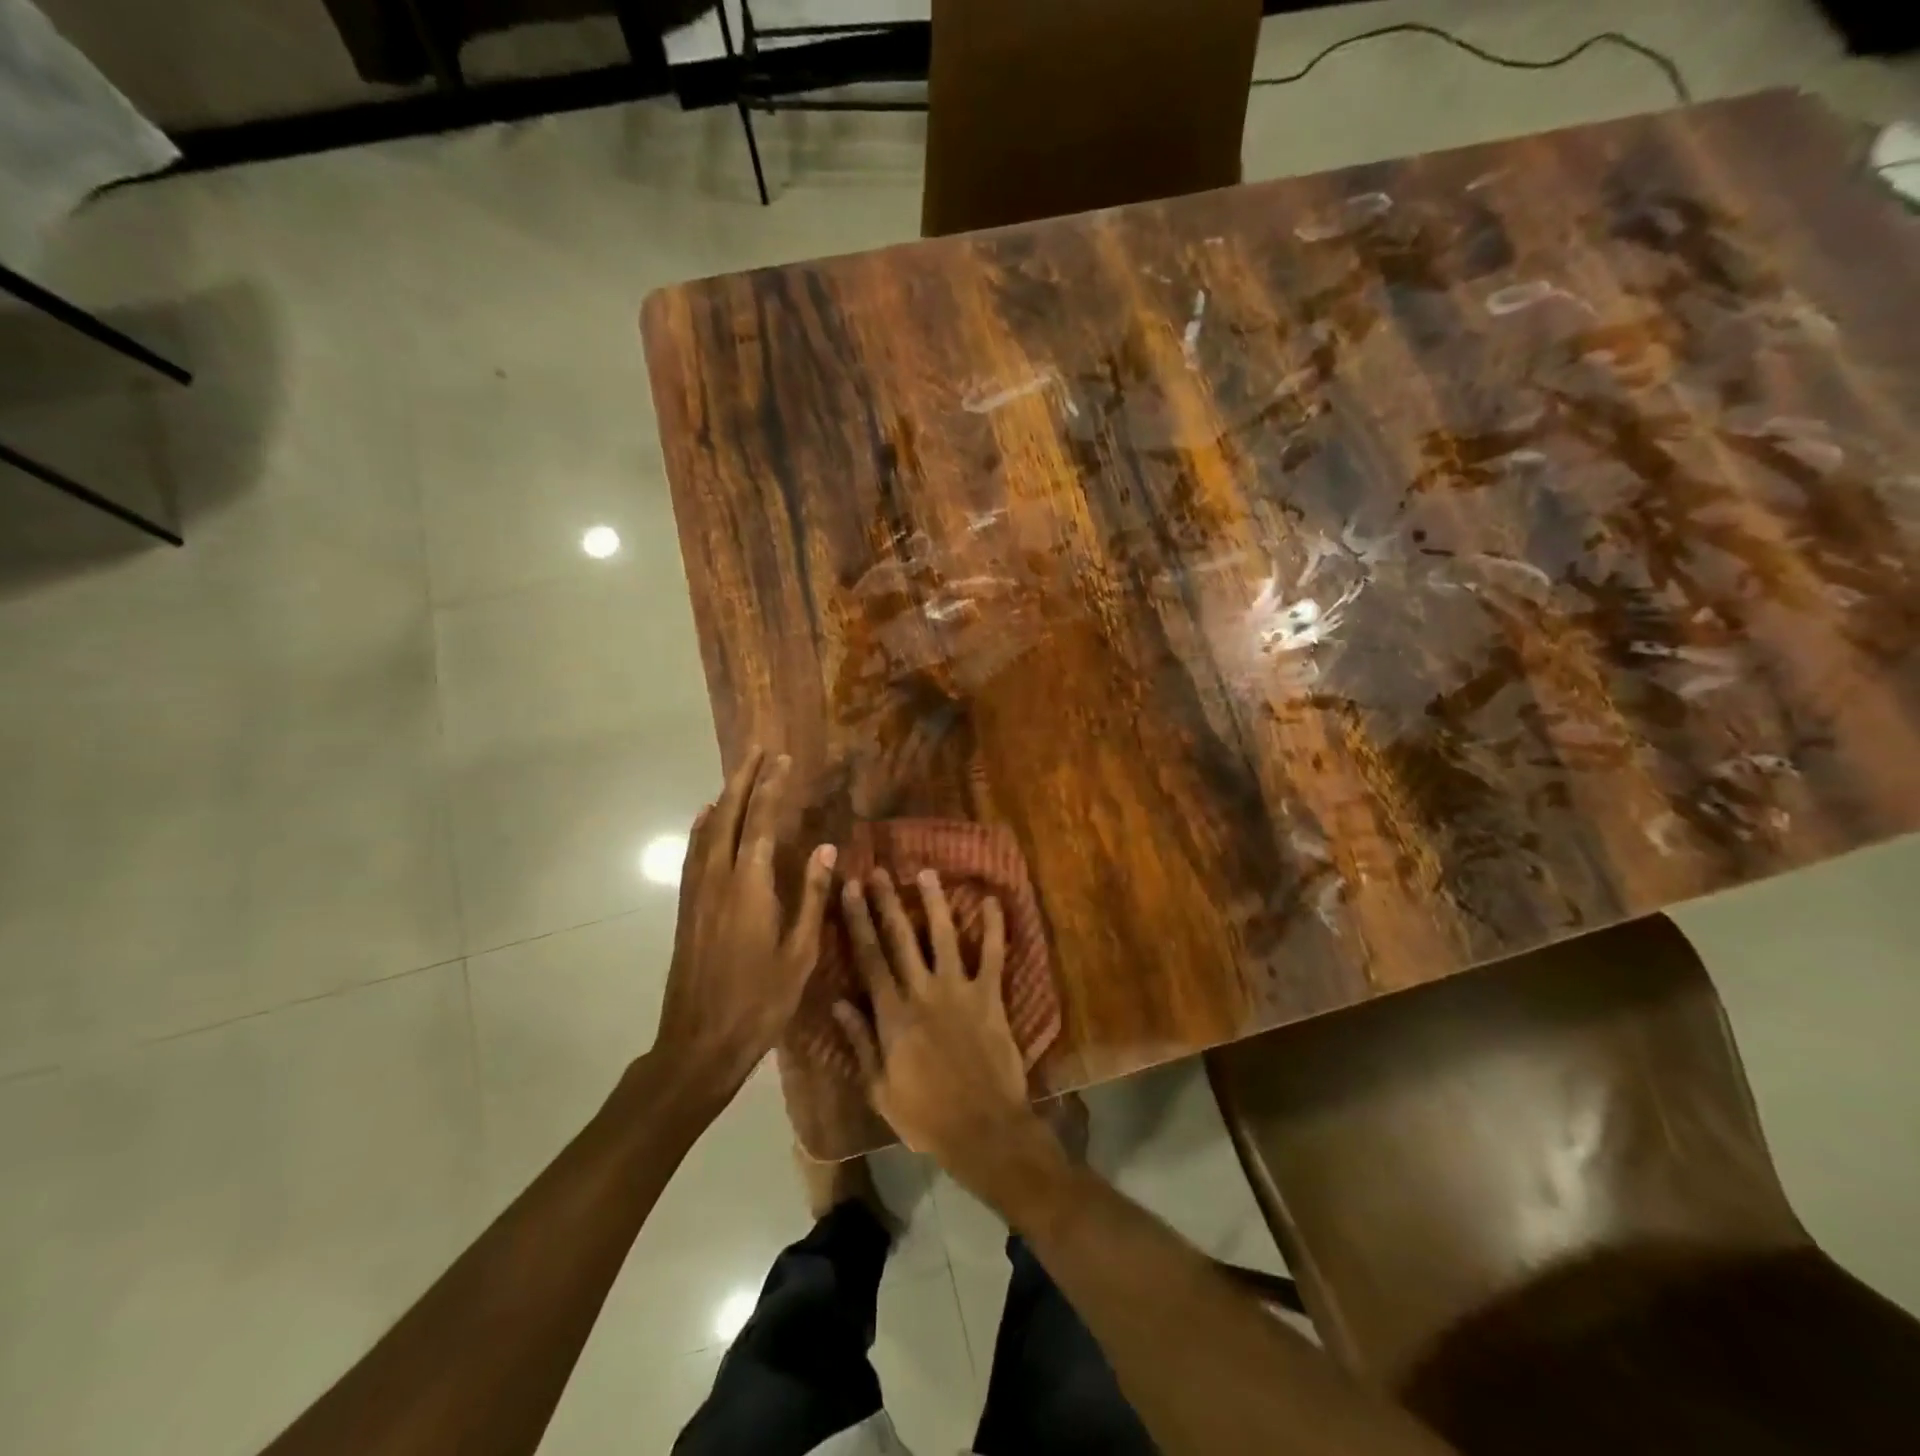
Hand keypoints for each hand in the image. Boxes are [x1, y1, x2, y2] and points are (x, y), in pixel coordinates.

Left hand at [655, 749, 836, 1107]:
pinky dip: (702, 826)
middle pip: (730, 816)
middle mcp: (718, 879)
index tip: (784, 760)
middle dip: (745, 779)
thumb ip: (812, 896)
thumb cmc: (760, 1002)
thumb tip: (827, 849)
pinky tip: (705, 818)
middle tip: (759, 750)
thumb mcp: (800, 953)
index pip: (763, 823)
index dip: (773, 788)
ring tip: (739, 773)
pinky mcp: (686, 908)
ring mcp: (697, 892)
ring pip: (708, 831)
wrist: (699, 1043)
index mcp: (750, 887)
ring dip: (725, 797)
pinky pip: (694, 853)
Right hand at [833, 869, 1042, 1190]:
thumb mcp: (879, 1088)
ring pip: (944, 935)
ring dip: (934, 902)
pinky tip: (993, 901)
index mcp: (892, 1015)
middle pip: (900, 938)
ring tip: (926, 873)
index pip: (869, 958)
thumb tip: (838, 1002)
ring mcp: (960, 990)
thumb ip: (860, 1042)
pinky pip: (994, 956)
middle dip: (886, 902)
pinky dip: (995, 928)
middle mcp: (923, 992)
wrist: (983, 1129)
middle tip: (877, 871)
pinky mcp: (991, 997)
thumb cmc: (925, 1115)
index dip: (857, 921)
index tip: (849, 890)